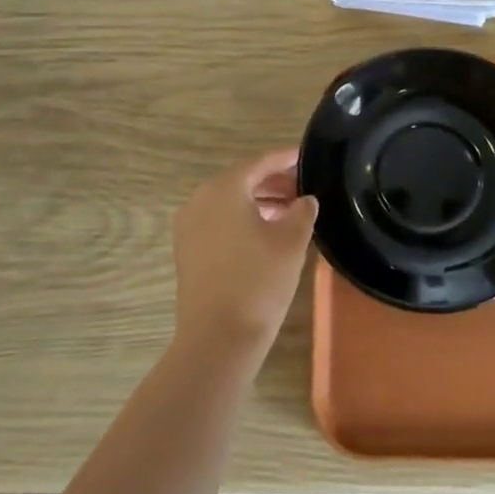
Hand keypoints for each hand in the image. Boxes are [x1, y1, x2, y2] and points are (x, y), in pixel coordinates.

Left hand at [172, 149, 318, 359]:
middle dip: (273, 182)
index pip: (260, 163)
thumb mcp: (292, 241)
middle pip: (242, 180)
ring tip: (291, 212)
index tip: (306, 156)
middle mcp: (200, 199)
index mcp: (224, 188)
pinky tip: (267, 234)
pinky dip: (242, 220)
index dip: (286, 159)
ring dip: (259, 202)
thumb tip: (305, 200)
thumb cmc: (259, 280)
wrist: (218, 337)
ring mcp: (189, 226)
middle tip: (304, 188)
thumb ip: (302, 211)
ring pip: (229, 202)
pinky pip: (218, 221)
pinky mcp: (187, 251)